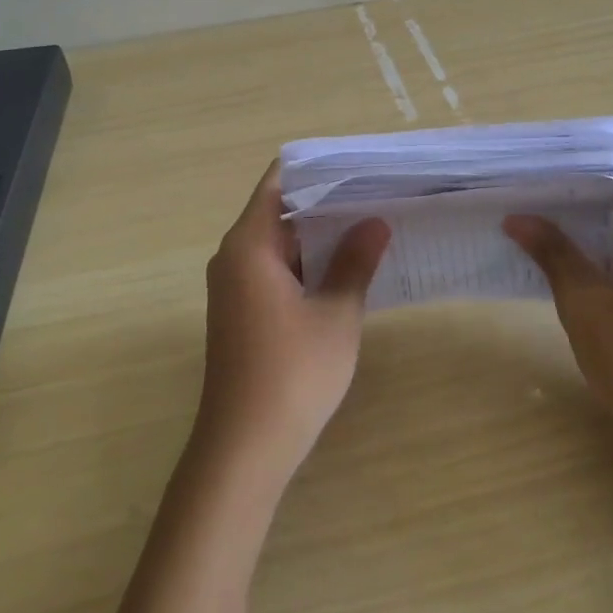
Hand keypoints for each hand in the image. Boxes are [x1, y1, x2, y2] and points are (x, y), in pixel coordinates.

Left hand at [198, 162, 390, 486]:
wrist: (244, 449)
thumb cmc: (292, 374)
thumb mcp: (336, 314)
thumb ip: (354, 262)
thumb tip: (375, 222)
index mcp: (249, 245)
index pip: (279, 182)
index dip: (318, 168)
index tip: (360, 164)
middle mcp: (234, 257)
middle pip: (280, 209)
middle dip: (326, 200)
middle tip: (378, 190)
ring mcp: (235, 286)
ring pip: (280, 241)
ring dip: (320, 233)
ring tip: (371, 220)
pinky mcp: (242, 311)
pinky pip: (275, 268)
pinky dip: (308, 261)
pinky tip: (347, 265)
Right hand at [504, 152, 612, 468]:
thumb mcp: (585, 303)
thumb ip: (554, 253)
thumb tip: (517, 218)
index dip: (597, 151)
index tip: (553, 153)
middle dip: (586, 184)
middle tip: (534, 180)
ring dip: (593, 216)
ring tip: (540, 209)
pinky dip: (605, 243)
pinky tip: (564, 249)